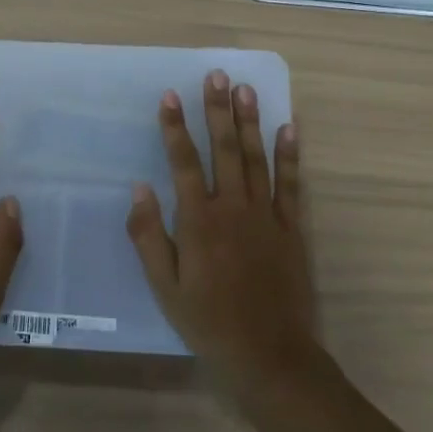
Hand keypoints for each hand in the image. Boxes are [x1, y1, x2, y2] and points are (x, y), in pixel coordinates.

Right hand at [126, 70, 319, 395]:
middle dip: (217, 110)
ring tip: (246, 89)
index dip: (175, 128)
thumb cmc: (208, 322)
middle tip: (217, 75)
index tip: (170, 95)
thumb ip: (149, 236)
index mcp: (199, 221)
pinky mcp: (292, 229)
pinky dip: (290, 155)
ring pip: (257, 158)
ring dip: (250, 121)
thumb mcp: (165, 286)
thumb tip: (140, 188)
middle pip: (224, 149)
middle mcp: (233, 209)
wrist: (270, 356)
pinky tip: (289, 128)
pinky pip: (291, 184)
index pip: (184, 163)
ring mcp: (267, 216)